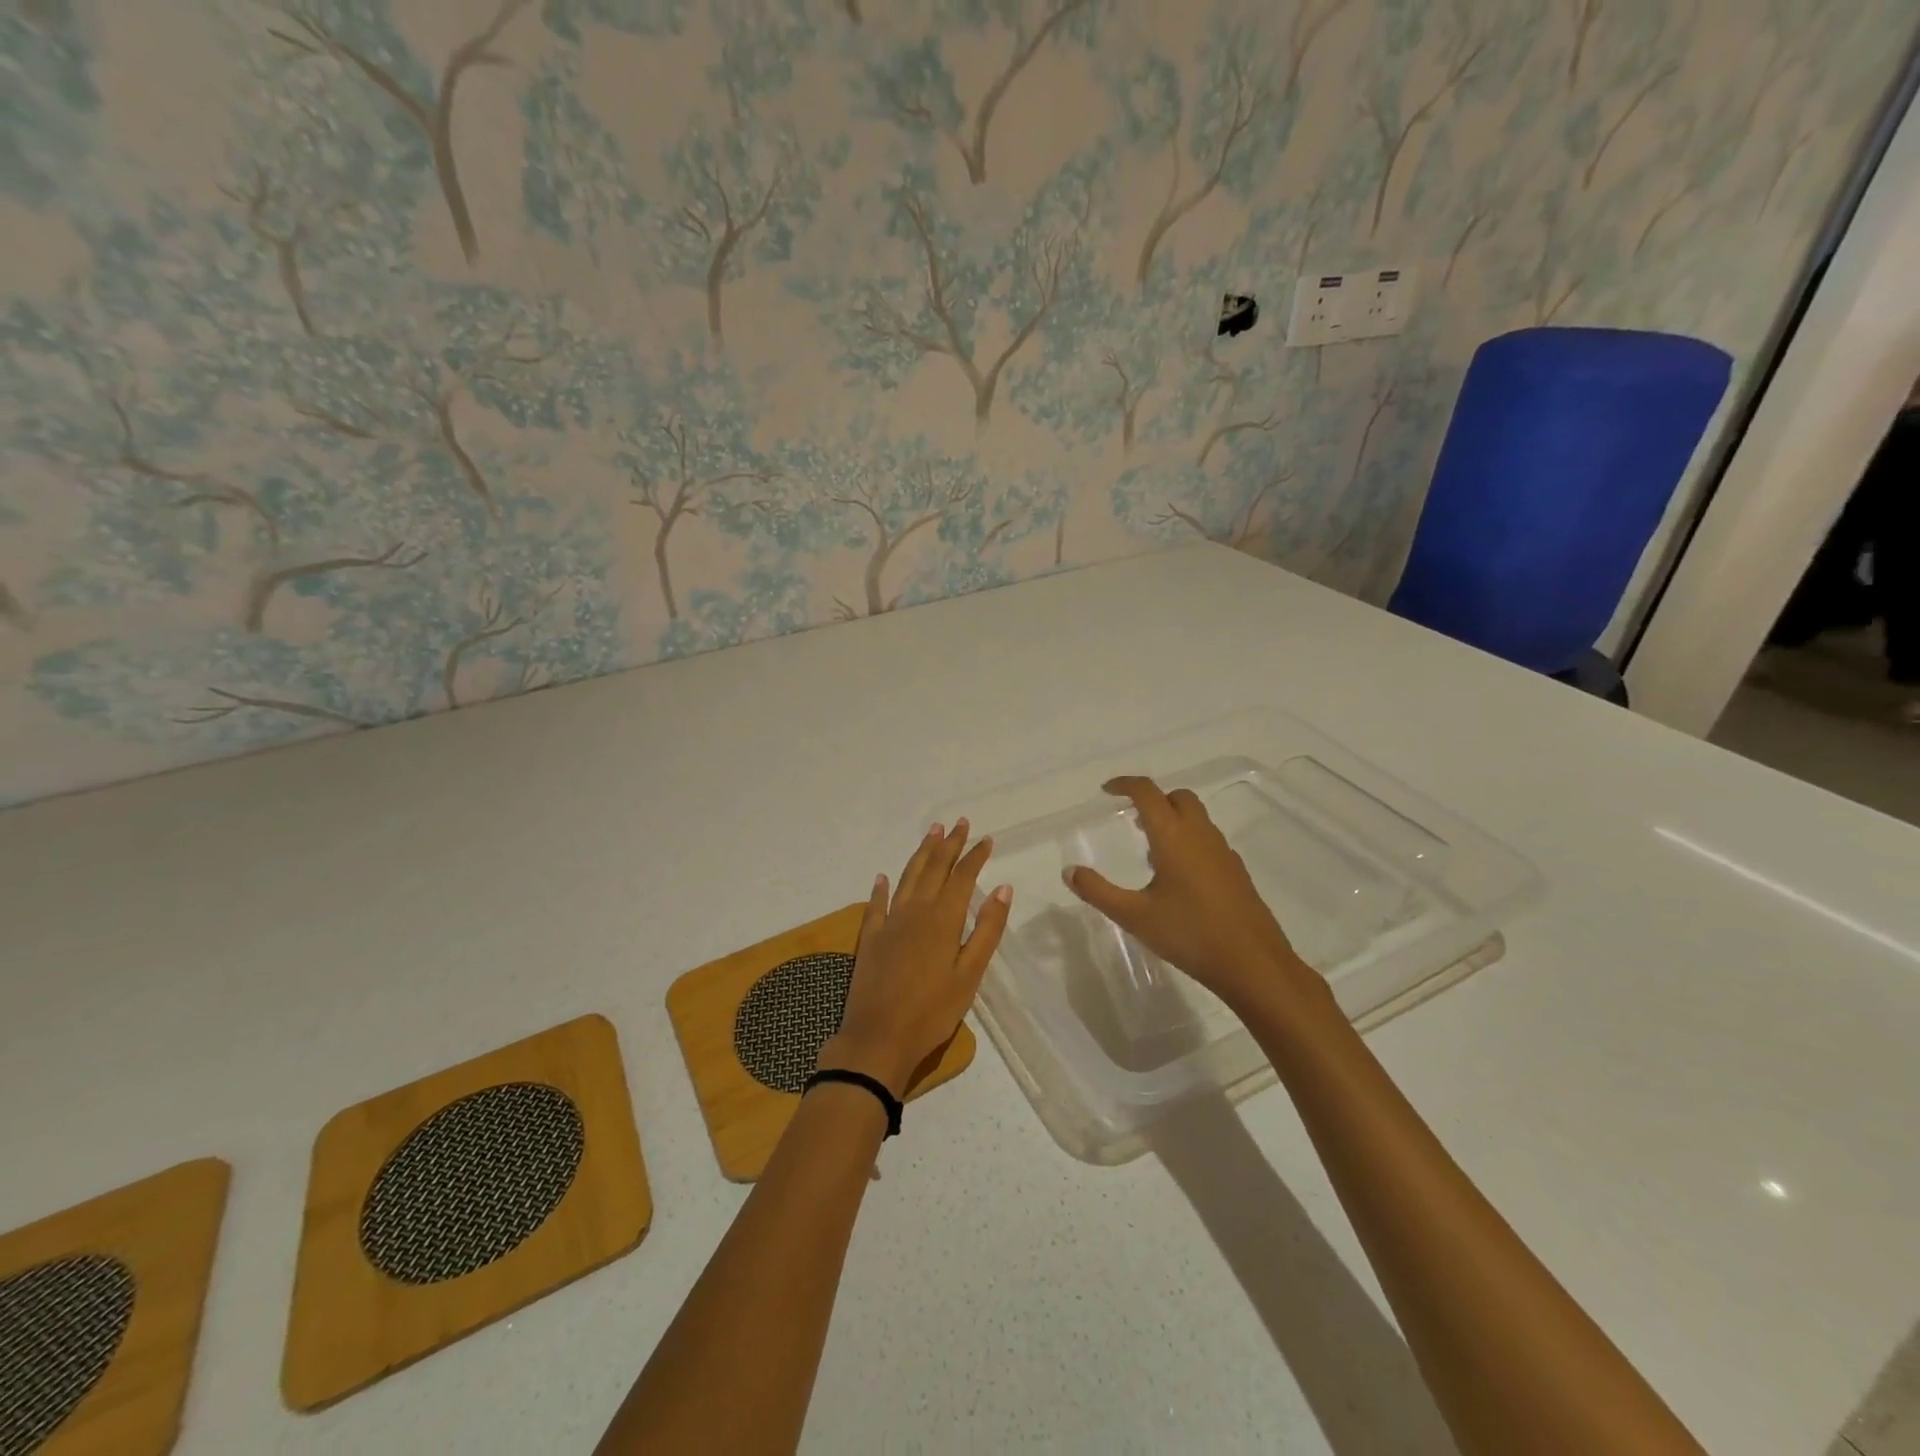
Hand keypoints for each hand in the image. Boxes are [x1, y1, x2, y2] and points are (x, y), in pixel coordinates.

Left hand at [818, 820, 1011, 1098]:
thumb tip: (1002, 888)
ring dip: (920, 854)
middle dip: (948, 845)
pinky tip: (882, 877)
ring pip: (907, 878)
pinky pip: (876, 905)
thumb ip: (986, 929)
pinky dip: (881, 888)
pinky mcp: (870, 939)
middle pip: (933, 869)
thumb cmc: (932, 1012)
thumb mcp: (970, 974)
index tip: (986, 838)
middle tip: (959, 823)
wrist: (878, 1038)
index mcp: (943, 920)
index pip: (962, 878)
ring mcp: (889, 923)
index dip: (975, 856)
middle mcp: (915, 912)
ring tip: (931, 833)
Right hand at [1063, 776, 1318, 1013]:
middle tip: (1132, 819)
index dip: (1125, 784)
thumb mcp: (1134, 916)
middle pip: (1178, 797)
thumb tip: (1069, 871)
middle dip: (1154, 799)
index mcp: (1174, 837)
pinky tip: (1179, 877)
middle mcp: (1201, 835)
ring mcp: (1223, 853)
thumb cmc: (1190, 934)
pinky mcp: (1237, 872)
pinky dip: (1189, 841)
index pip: (1148, 793)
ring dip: (1173, 819)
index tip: (1107, 790)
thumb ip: (1098, 891)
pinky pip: (1209, 841)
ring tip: (1151, 849)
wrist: (1253, 964)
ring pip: (1197, 818)